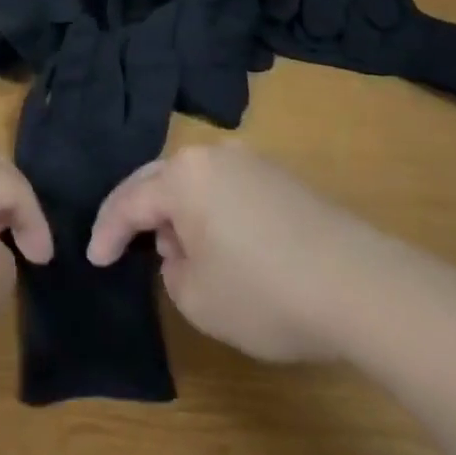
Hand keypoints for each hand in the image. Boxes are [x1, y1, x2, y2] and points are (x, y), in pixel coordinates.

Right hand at [87, 142, 403, 363]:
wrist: (360, 285)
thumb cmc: (264, 292)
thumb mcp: (198, 298)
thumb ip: (172, 270)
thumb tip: (181, 249)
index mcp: (183, 176)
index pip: (130, 200)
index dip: (108, 232)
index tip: (95, 259)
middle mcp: (212, 156)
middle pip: (160, 180)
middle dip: (139, 213)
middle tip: (123, 243)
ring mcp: (251, 162)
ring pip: (195, 182)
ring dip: (178, 213)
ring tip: (177, 251)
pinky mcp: (281, 179)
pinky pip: (227, 189)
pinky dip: (211, 213)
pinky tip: (221, 246)